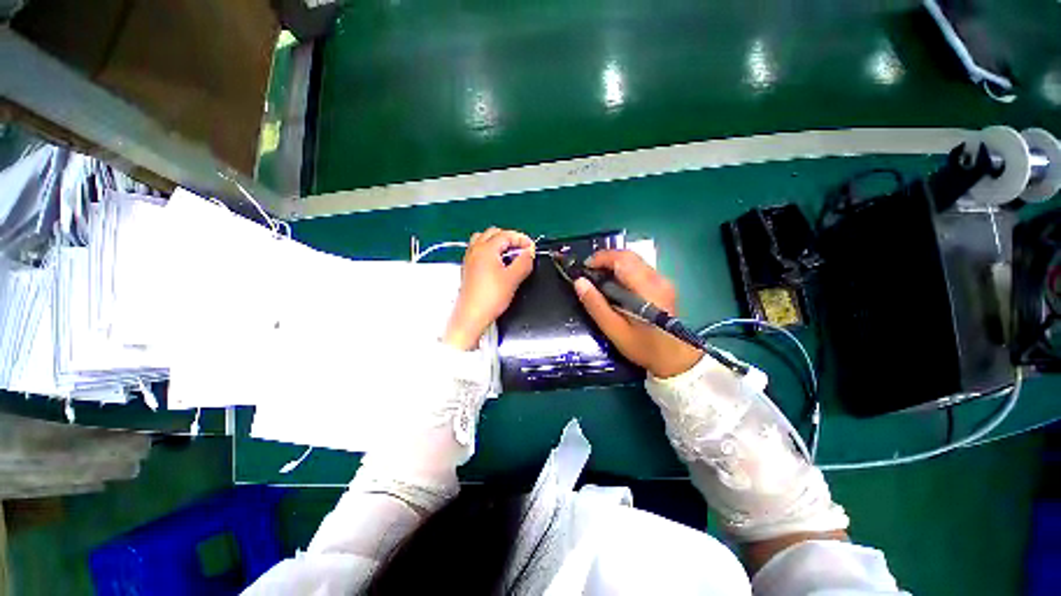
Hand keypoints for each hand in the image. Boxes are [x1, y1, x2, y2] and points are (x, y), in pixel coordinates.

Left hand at [443, 228, 535, 349]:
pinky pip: (478, 250)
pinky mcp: (467, 268)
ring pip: (483, 240)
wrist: (472, 315)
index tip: (531, 247)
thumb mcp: (513, 279)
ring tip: (509, 254)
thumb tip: (529, 251)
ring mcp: (469, 259)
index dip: (521, 239)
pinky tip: (497, 264)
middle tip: (521, 249)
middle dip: (509, 238)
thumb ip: (524, 262)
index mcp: (486, 249)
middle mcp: (475, 250)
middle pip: (493, 233)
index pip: (506, 235)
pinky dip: (489, 250)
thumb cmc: (491, 297)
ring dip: (497, 242)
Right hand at [573, 250, 702, 377]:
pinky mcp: (663, 285)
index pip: (622, 259)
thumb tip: (579, 282)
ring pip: (634, 260)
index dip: (601, 258)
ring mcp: (663, 280)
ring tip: (599, 280)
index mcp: (647, 289)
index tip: (584, 268)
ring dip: (613, 265)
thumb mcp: (614, 330)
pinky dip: (623, 271)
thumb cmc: (643, 347)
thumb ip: (596, 305)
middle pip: (629, 256)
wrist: (675, 359)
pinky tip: (614, 286)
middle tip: (588, 273)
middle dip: (605, 259)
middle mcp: (657, 279)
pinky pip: (639, 268)